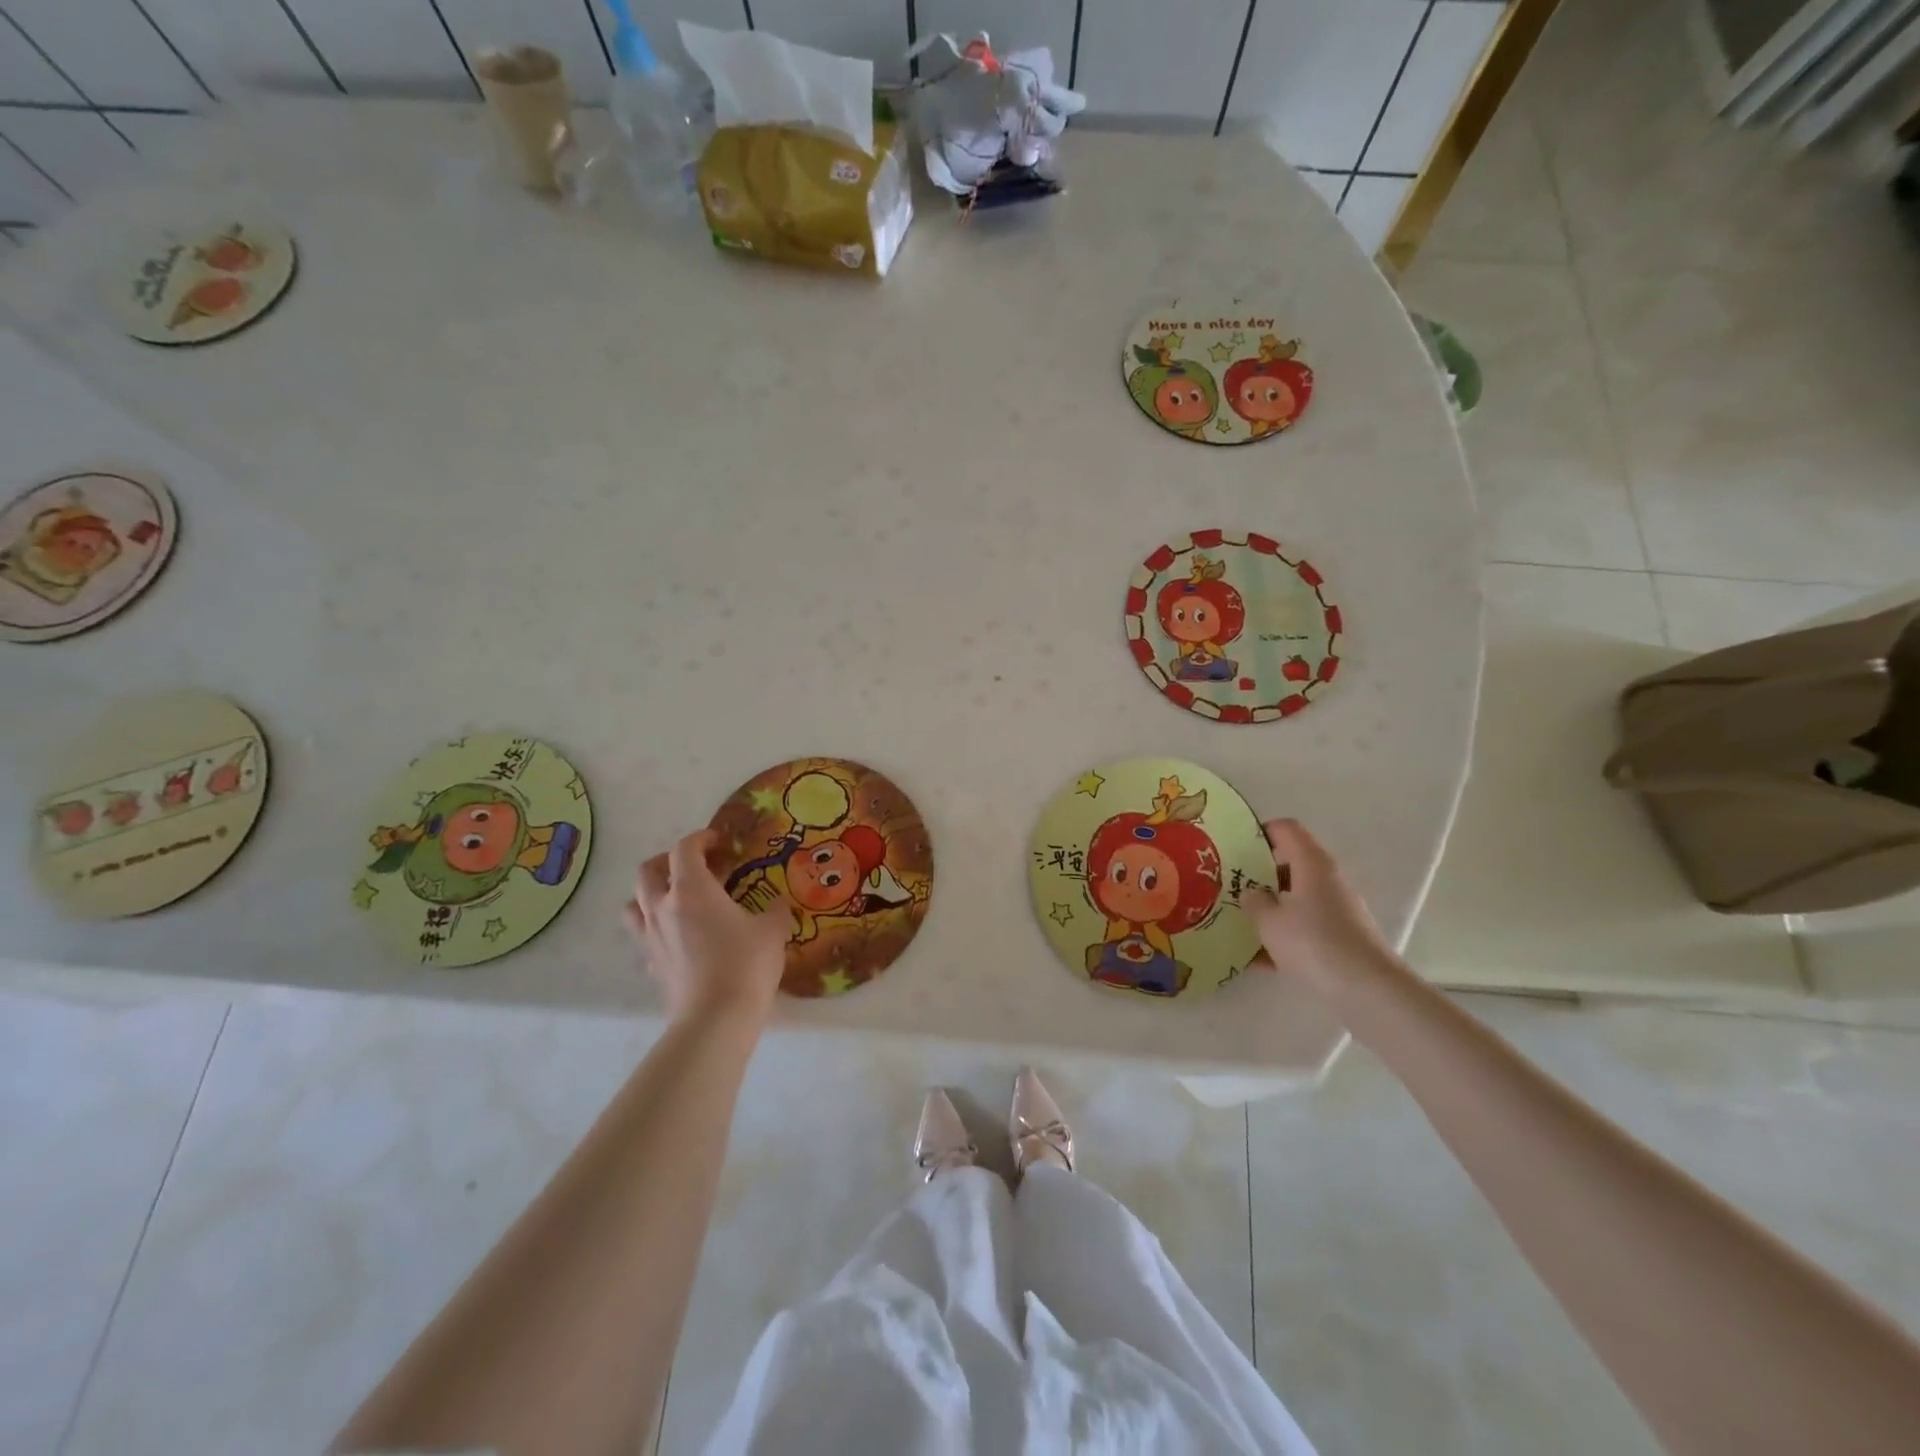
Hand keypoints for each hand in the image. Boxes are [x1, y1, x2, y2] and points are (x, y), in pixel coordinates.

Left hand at [624, 829, 792, 1024]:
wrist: (716, 1019)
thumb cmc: (746, 964)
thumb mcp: (773, 929)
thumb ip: (775, 909)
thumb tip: (778, 903)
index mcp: (691, 889)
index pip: (684, 849)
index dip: (701, 839)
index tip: (718, 841)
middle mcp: (662, 907)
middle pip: (648, 871)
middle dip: (668, 861)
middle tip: (694, 867)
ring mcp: (651, 938)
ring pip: (634, 904)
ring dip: (651, 894)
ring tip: (676, 900)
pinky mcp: (650, 965)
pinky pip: (644, 936)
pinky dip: (657, 928)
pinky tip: (680, 938)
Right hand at [1245, 819, 1397, 989]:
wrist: (1368, 990)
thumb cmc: (1314, 942)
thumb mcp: (1269, 921)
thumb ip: (1254, 901)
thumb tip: (1251, 893)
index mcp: (1311, 863)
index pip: (1285, 829)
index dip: (1259, 832)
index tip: (1234, 847)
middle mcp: (1327, 879)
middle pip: (1290, 863)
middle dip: (1259, 873)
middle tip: (1230, 884)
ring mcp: (1337, 908)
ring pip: (1296, 897)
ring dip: (1270, 905)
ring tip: (1239, 919)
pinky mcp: (1341, 936)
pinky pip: (1305, 926)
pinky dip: (1283, 934)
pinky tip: (1257, 958)